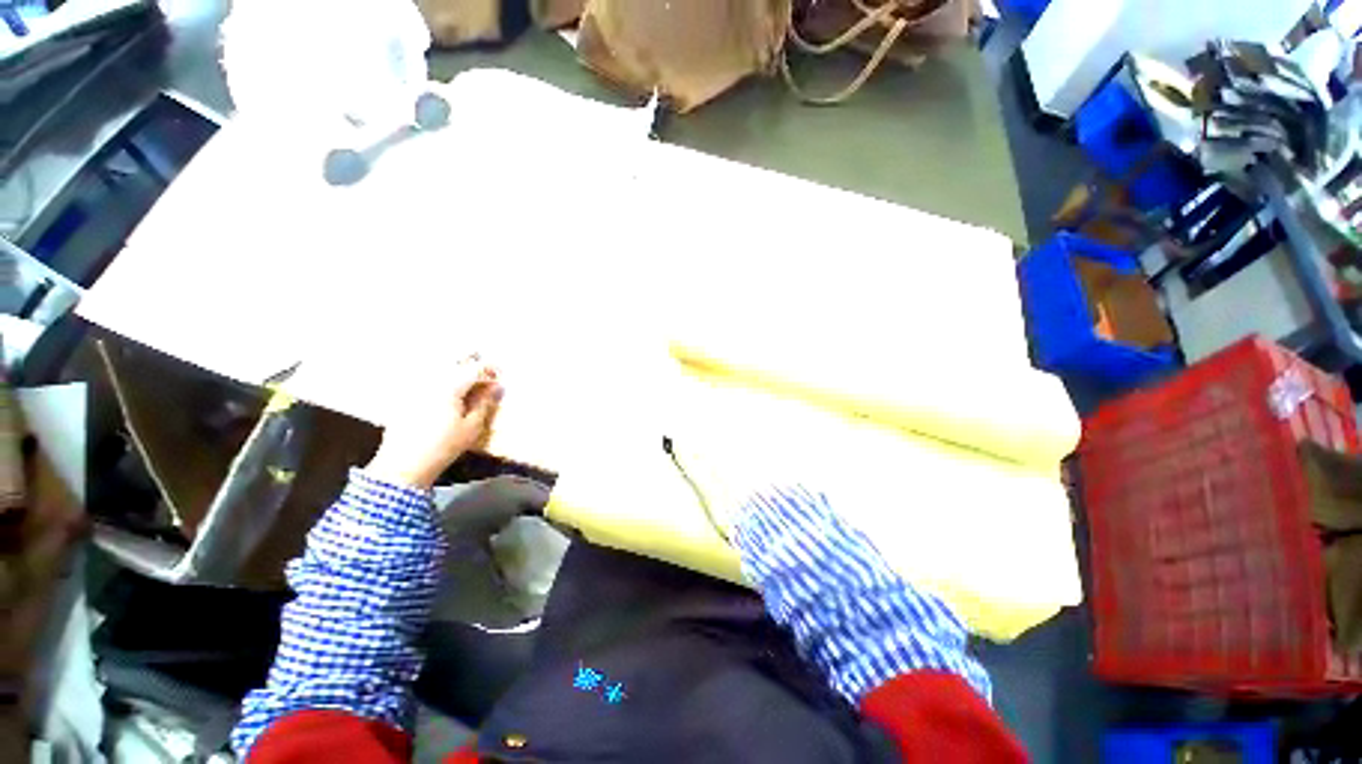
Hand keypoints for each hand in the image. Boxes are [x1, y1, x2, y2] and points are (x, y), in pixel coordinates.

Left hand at [364, 356, 502, 488]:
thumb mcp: (472, 427)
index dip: (490, 369)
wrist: (402, 465)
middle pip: (453, 359)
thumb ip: (485, 403)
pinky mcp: (404, 394)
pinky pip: (423, 374)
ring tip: (467, 372)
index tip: (500, 375)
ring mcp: (414, 386)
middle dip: (471, 359)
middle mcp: (430, 380)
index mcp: (450, 387)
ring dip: (454, 364)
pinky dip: (438, 372)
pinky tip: (445, 383)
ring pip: (436, 364)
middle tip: (484, 368)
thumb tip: (496, 386)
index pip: (475, 368)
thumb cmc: (443, 447)